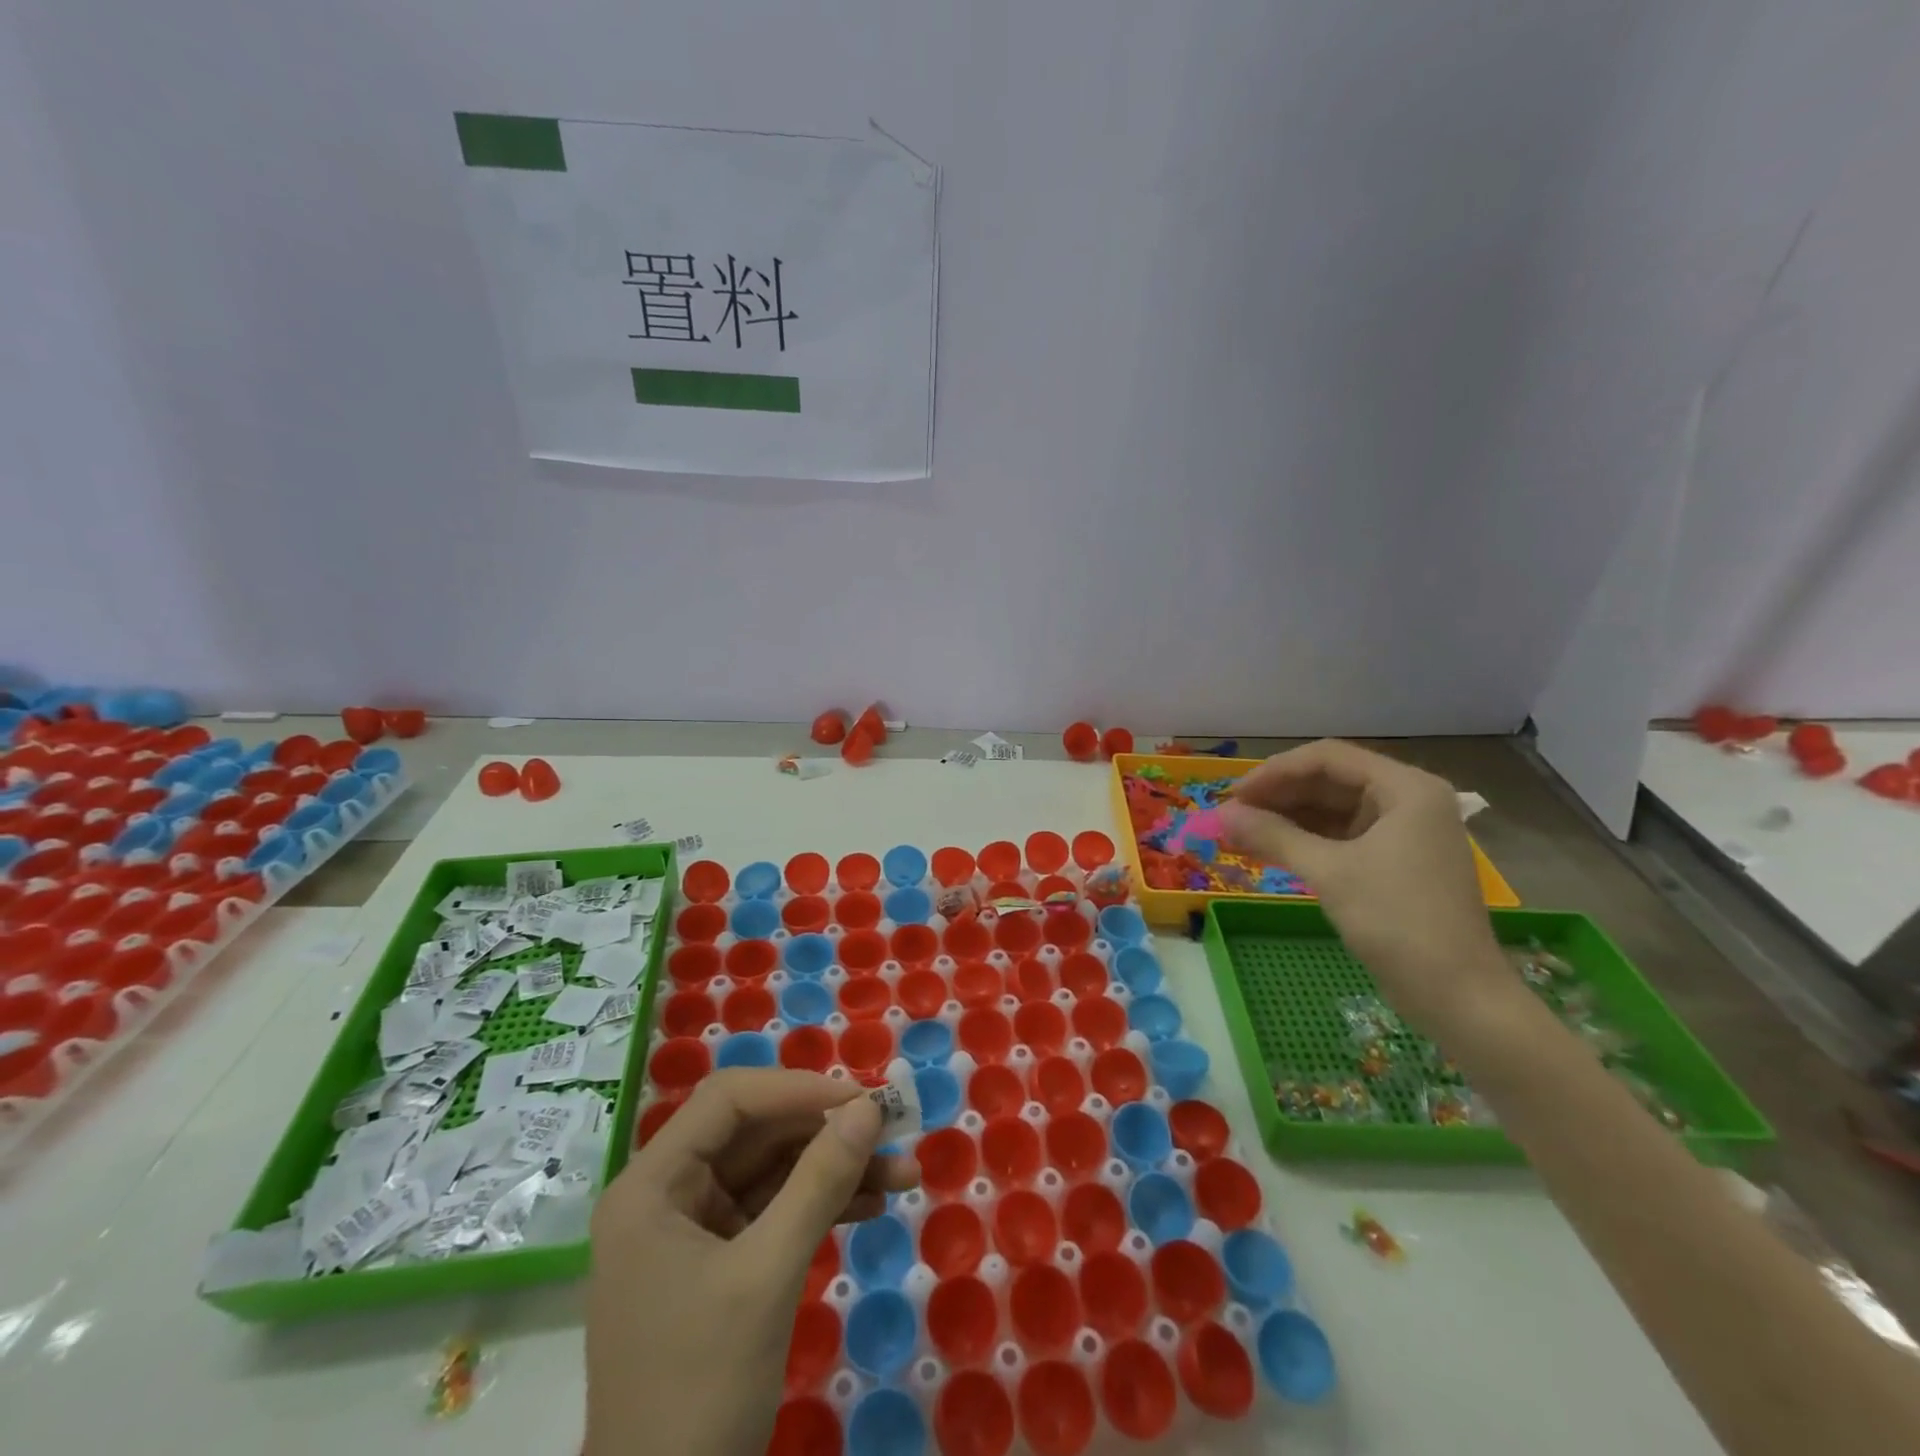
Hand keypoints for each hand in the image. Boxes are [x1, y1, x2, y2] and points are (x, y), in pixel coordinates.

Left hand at [585, 1070, 918, 1455]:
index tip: (861, 1101)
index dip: (797, 1089)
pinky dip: (821, 1204)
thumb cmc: (701, 1390)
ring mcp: (692, 1232)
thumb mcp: (768, 1276)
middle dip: (826, 1130)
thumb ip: (820, 1182)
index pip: (729, 1100)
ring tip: (902, 1171)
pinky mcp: (718, 1266)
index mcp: (652, 1185)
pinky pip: (774, 1211)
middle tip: (893, 1131)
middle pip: (755, 1132)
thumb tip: (870, 1108)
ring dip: (834, 1167)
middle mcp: (667, 1195)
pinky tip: (873, 1203)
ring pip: (772, 1170)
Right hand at [1219, 740, 1510, 1036]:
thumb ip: (1272, 835)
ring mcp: (1405, 832)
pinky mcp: (1396, 862)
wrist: (1458, 997)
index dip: (1275, 772)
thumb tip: (1220, 814)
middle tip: (1231, 816)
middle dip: (1278, 796)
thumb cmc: (1397, 921)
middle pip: (1330, 781)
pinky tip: (1271, 850)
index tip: (1233, 795)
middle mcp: (1408, 800)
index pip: (1328, 758)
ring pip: (1333, 810)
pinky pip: (1342, 837)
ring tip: (1241, 833)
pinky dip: (1306, 841)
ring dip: (1287, 819)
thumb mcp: (1329, 872)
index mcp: (1406, 788)